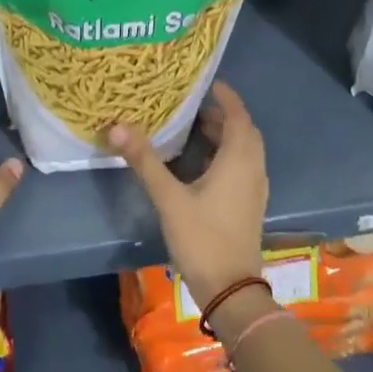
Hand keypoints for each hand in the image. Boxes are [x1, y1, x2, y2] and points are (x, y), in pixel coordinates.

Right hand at [109, 80, 267, 308]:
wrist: (230, 288)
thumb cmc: (202, 238)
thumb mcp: (169, 198)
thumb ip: (145, 161)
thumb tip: (118, 125)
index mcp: (239, 160)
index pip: (238, 116)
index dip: (227, 97)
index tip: (209, 83)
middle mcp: (253, 169)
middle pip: (244, 132)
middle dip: (223, 115)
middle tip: (195, 106)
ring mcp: (255, 189)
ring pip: (245, 151)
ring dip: (225, 136)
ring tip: (195, 129)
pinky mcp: (250, 205)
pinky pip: (243, 167)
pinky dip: (227, 155)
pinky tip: (202, 164)